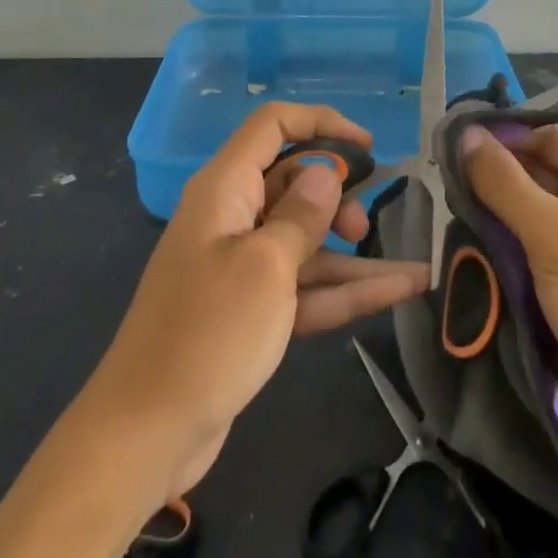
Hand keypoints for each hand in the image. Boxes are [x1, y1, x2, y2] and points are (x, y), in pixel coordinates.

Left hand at [80, 104, 428, 501]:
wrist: (146, 435)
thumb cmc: (207, 335)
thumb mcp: (265, 267)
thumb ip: (302, 214)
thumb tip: (326, 171)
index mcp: (225, 189)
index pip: (273, 125)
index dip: (322, 123)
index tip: (368, 147)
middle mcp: (233, 217)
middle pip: (294, 181)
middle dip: (337, 195)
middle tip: (363, 227)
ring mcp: (243, 265)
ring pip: (307, 239)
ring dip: (354, 252)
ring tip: (411, 270)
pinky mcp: (253, 309)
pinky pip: (306, 284)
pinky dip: (346, 289)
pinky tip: (401, 290)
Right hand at [461, 122, 557, 474]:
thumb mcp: (556, 235)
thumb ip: (505, 183)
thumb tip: (465, 134)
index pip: (549, 139)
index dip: (505, 137)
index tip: (451, 144)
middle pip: (534, 177)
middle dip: (491, 181)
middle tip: (437, 182)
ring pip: (523, 219)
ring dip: (488, 220)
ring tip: (440, 215)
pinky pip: (522, 257)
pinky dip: (495, 253)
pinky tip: (460, 250)